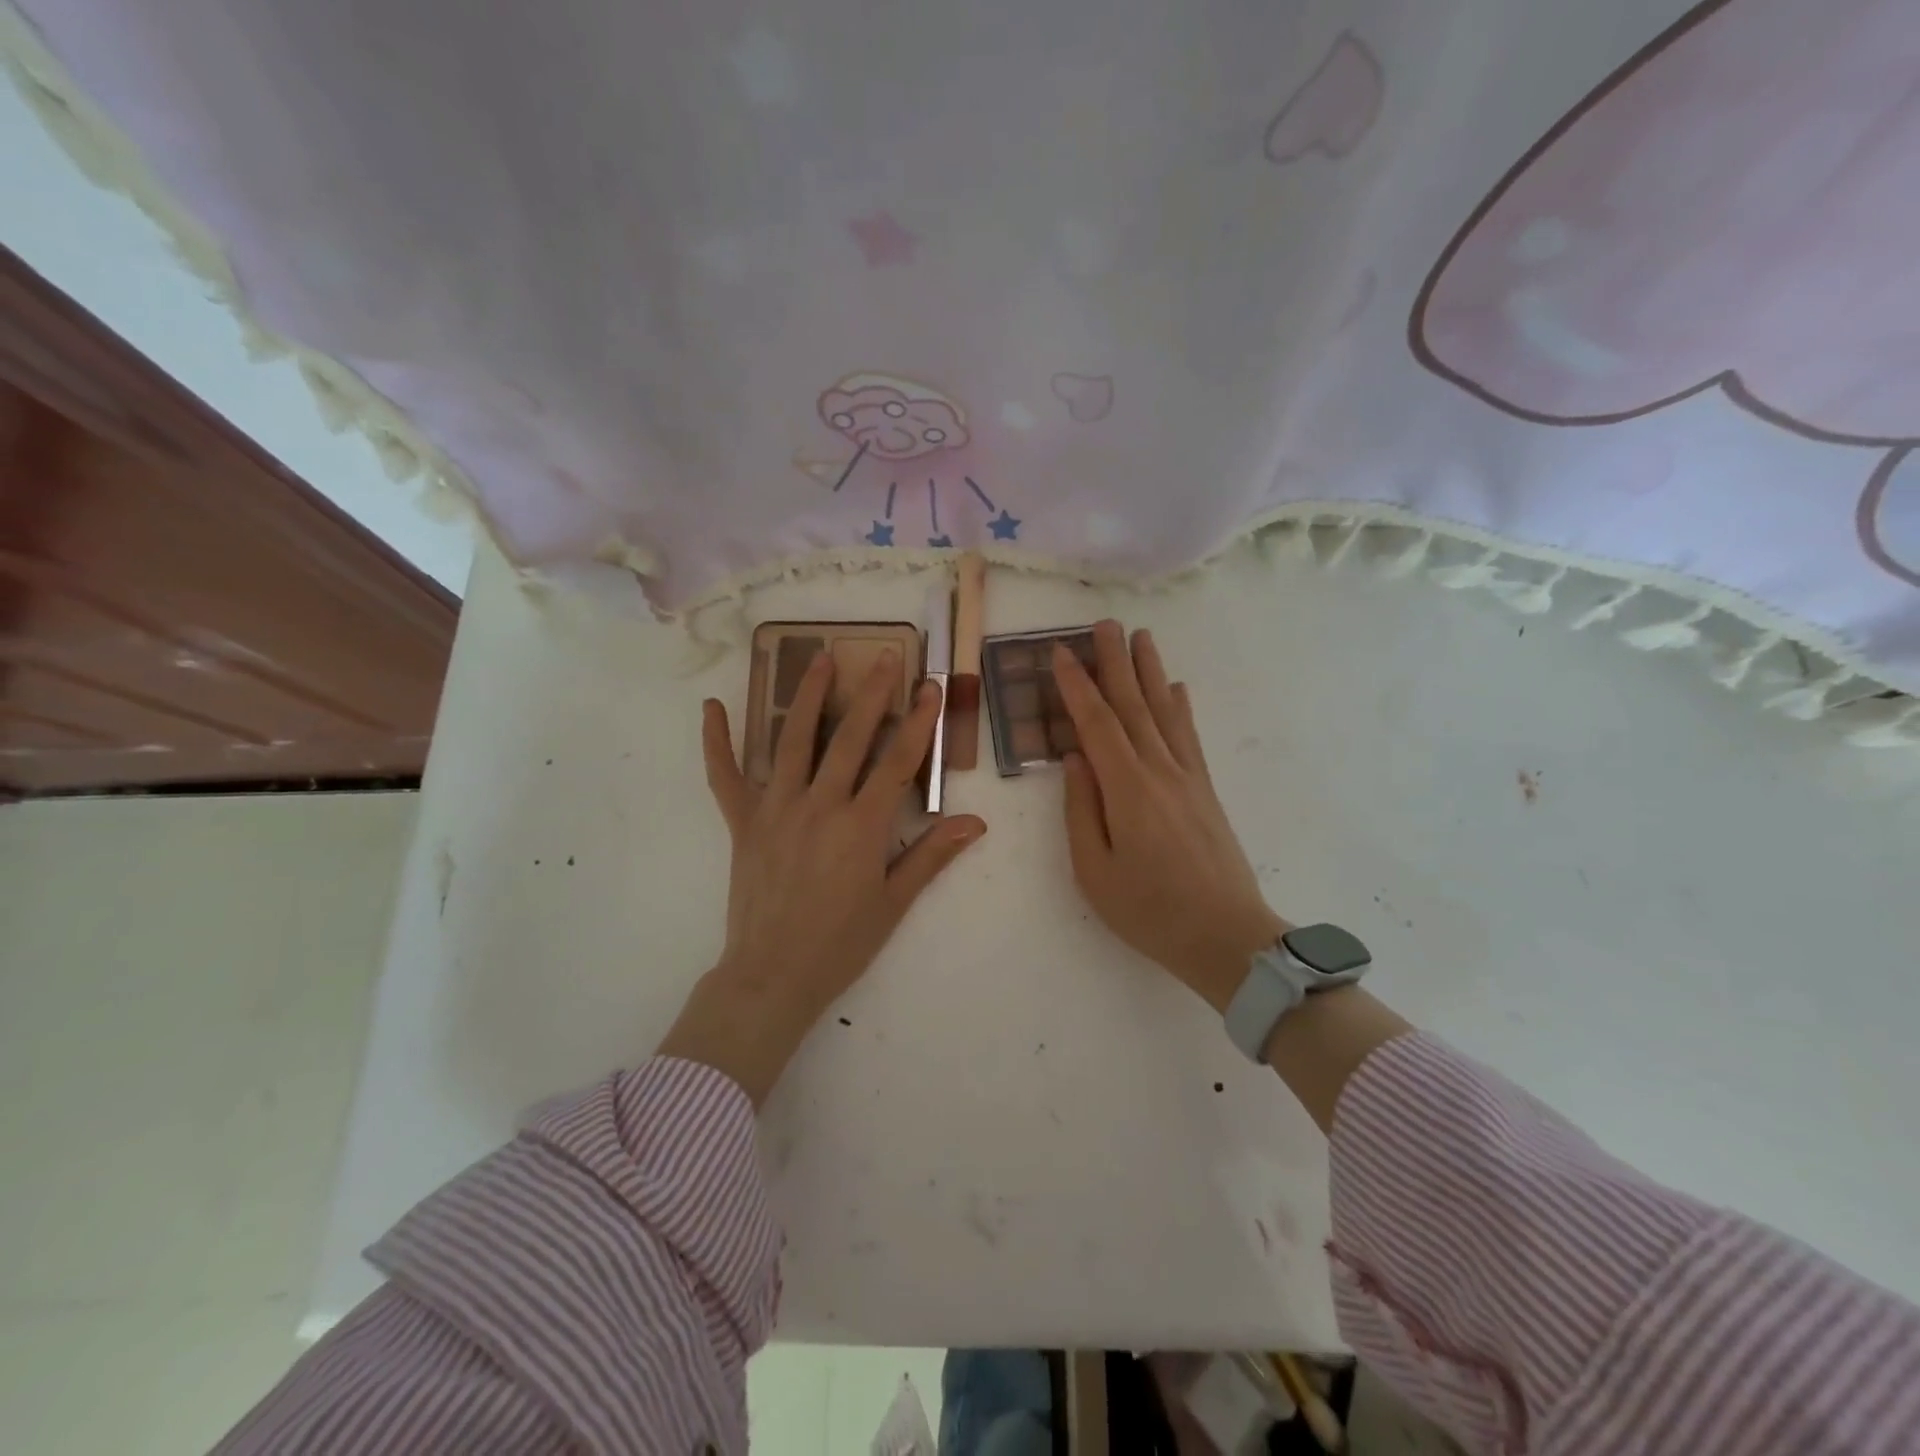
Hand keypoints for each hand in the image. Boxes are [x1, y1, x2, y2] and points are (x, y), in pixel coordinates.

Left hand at [657, 650, 987, 1104]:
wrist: (772, 976)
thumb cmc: (841, 944)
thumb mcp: (894, 903)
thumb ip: (932, 856)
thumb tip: (975, 822)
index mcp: (861, 827)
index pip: (897, 762)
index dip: (919, 722)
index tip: (931, 686)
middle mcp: (819, 807)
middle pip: (850, 739)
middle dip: (871, 693)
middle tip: (884, 655)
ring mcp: (775, 810)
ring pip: (793, 742)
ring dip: (808, 697)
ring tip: (820, 658)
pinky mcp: (742, 823)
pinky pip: (724, 777)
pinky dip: (716, 743)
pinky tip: (711, 707)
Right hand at [1053, 621, 1285, 1012]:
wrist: (1227, 937)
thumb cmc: (1150, 911)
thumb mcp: (1094, 871)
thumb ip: (1081, 810)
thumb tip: (1075, 760)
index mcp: (1127, 790)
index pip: (1097, 723)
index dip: (1077, 686)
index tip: (1061, 652)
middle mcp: (1160, 771)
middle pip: (1133, 705)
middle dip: (1115, 662)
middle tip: (1103, 624)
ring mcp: (1188, 778)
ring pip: (1165, 712)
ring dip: (1151, 671)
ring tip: (1141, 636)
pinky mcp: (1206, 791)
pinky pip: (1190, 738)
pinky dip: (1181, 707)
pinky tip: (1178, 688)